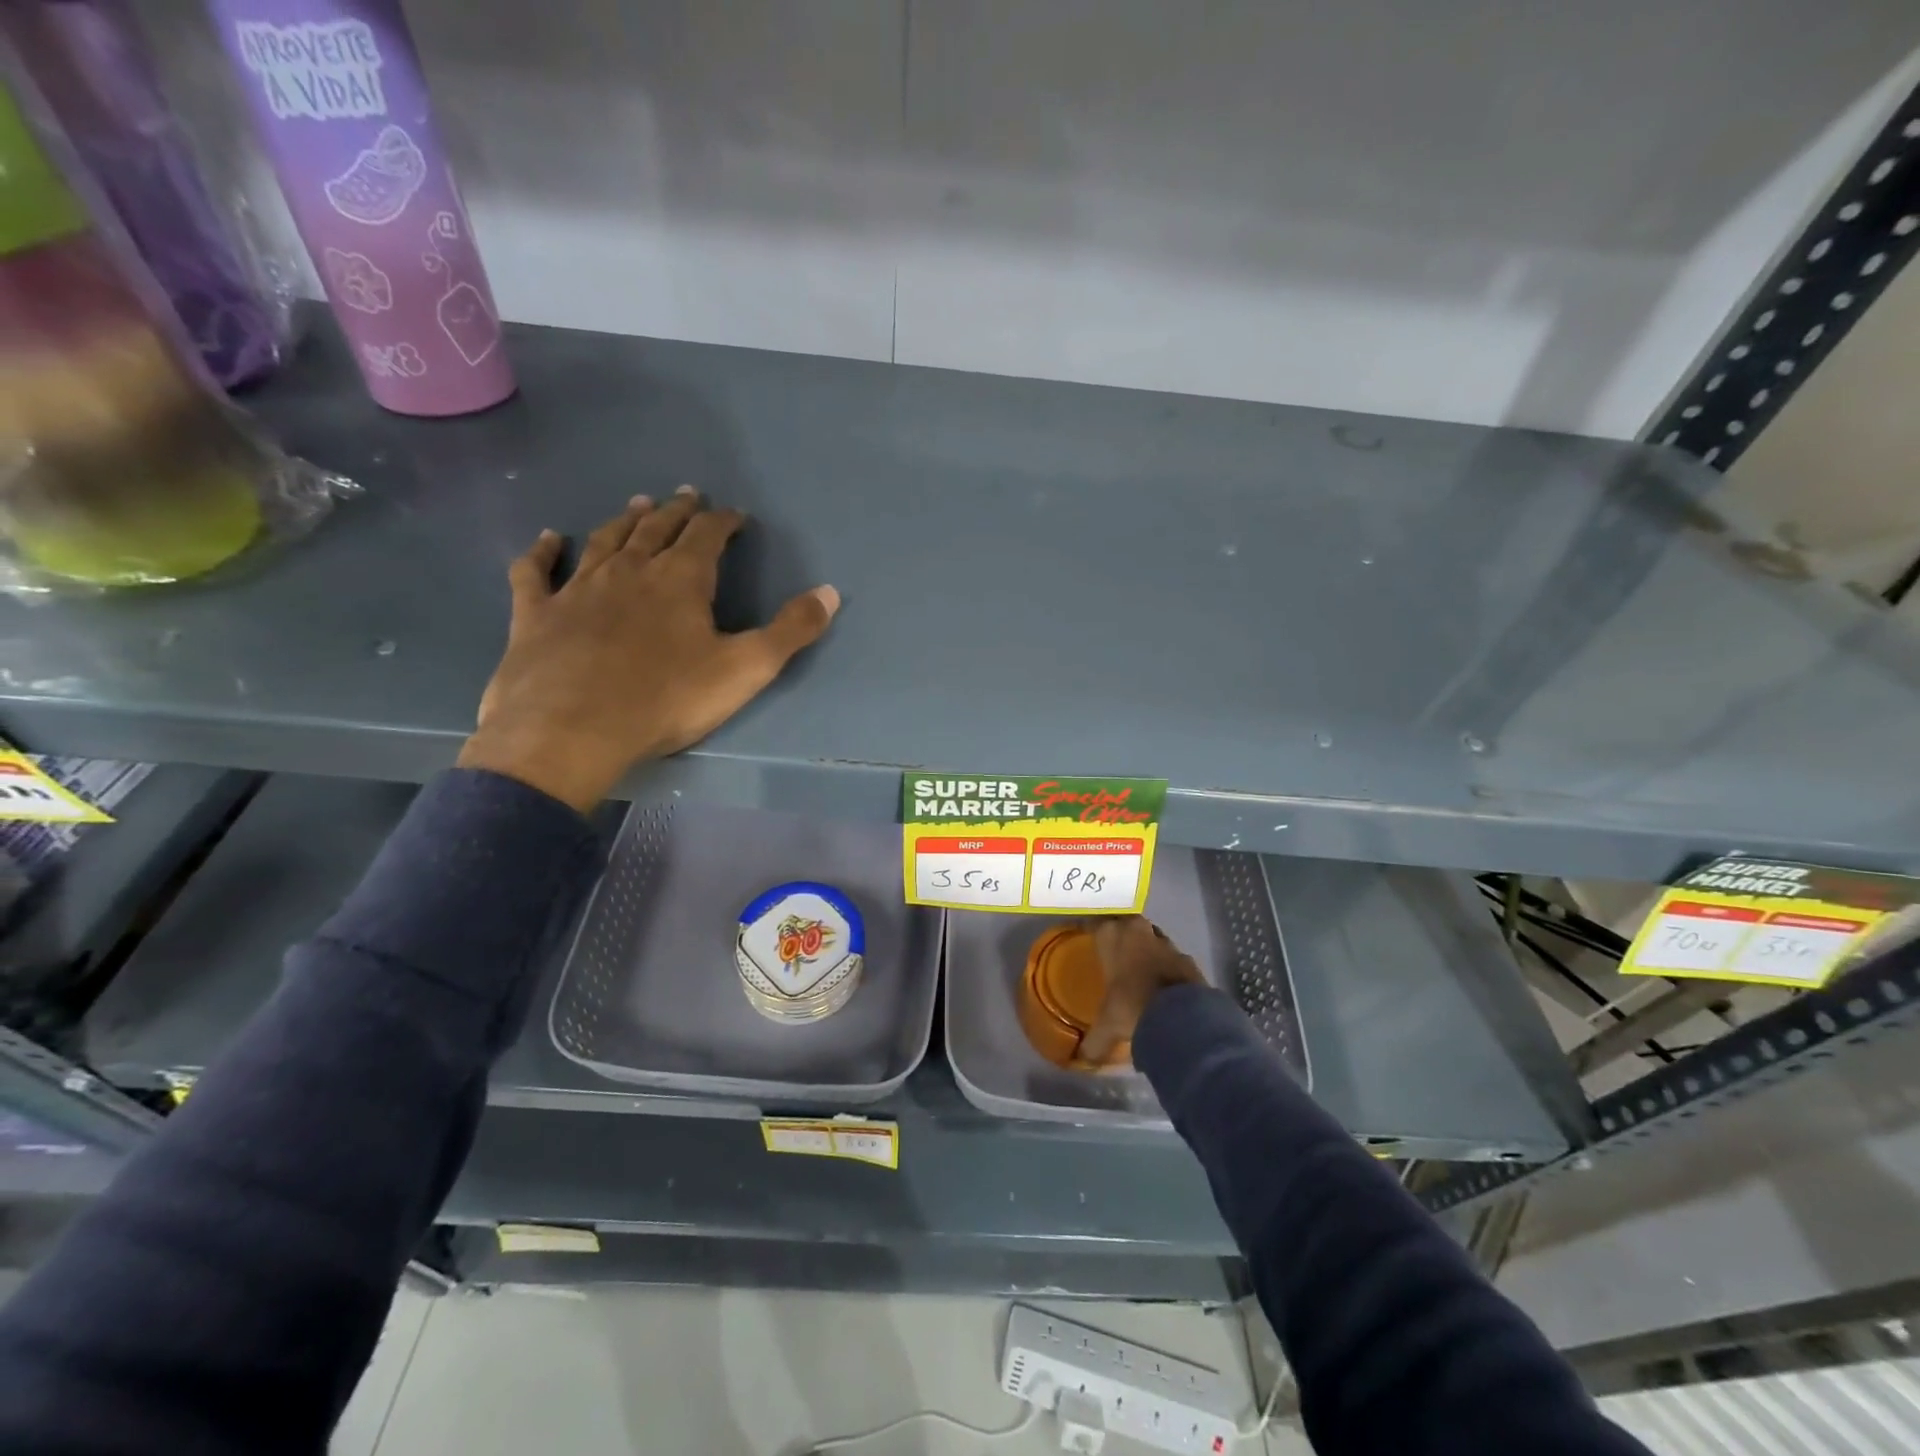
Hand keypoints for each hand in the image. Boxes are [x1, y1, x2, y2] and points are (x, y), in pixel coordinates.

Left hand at [457, 487, 839, 811]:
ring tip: (639, 504)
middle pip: (657, 530)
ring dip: (625, 521)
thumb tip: (830, 592)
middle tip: (687, 497)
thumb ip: (791, 630)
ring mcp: (578, 588)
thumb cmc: (667, 699)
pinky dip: (543, 551)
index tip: (735, 515)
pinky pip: (537, 571)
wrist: (571, 730)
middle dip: (677, 512)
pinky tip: (548, 539)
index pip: (707, 536)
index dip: (723, 522)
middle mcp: (629, 571)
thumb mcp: (745, 669)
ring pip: (605, 541)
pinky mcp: (536, 613)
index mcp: (680, 580)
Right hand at [1078, 916, 1206, 1063]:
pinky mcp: (1186, 957)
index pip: (1094, 923)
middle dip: (1120, 934)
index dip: (1090, 930)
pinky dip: (1166, 965)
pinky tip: (1163, 983)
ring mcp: (1165, 942)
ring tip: (1139, 967)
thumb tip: (1081, 1059)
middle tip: (1113, 951)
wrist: (1181, 1016)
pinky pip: (1171, 956)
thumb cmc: (1132, 1007)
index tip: (1086, 938)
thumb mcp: (1107, 1026)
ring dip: (1145, 947)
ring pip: (1150, 936)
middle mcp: (1137, 931)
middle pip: (1124, 923)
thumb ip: (1093, 1040)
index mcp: (1111, 936)